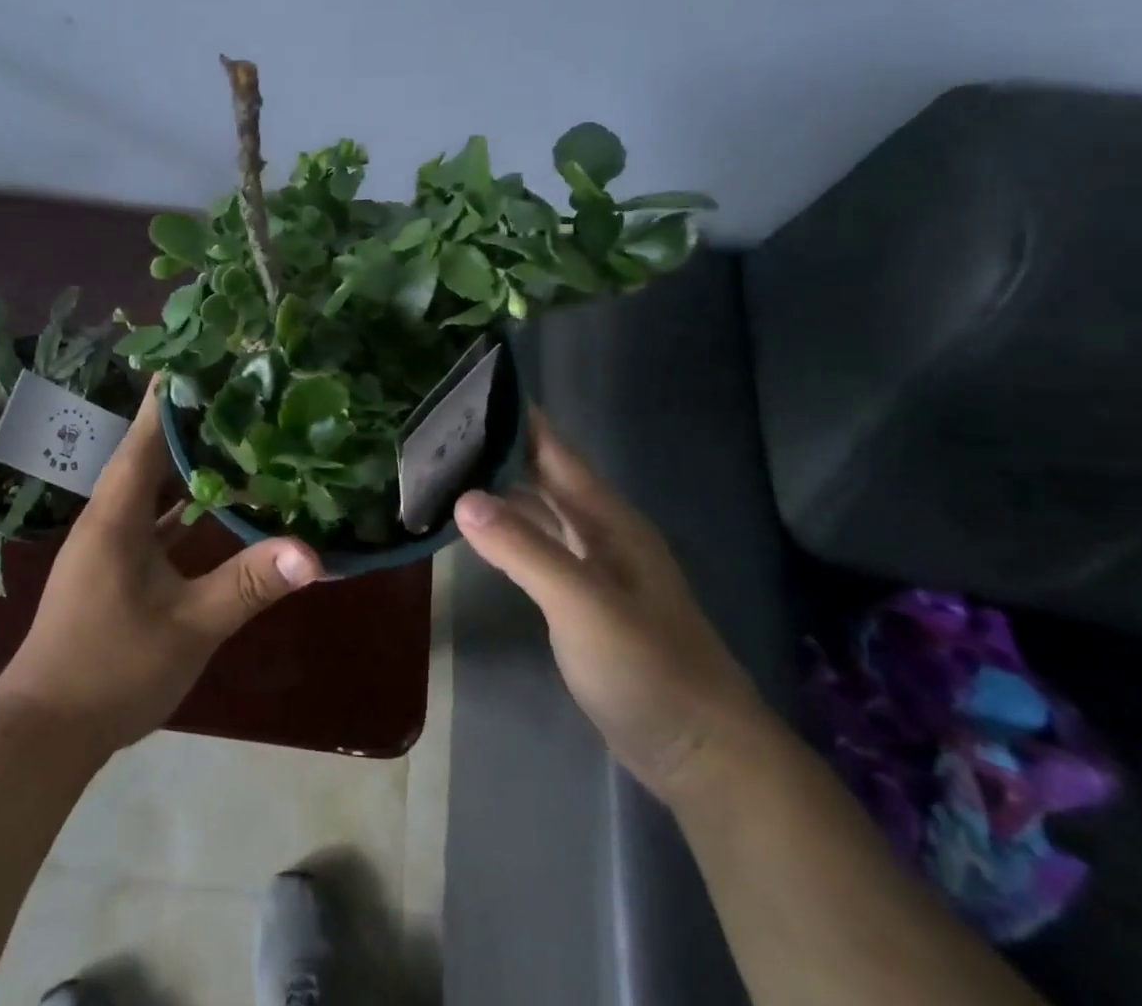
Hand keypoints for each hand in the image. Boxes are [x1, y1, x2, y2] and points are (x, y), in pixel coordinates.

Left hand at [0, 376, 324, 753]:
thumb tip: (313, 553)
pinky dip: (181, 502)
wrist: (45, 731)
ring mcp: (109, 541)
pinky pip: (151, 516)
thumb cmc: (112, 669)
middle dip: (187, 417)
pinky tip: (214, 499)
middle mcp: (108, 515)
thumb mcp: (190, 626)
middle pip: (148, 450)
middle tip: (233, 385)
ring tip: (231, 429)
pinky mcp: (114, 566)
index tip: (200, 353)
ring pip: (150, 484)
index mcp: (116, 514)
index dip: (170, 394)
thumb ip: (249, 585)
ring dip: (184, 458)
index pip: (145, 435)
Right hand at [455, 410, 770, 803]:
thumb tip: (463, 497)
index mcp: (608, 519)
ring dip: (500, 492)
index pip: (555, 451)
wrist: (702, 753)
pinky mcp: (583, 601)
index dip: (519, 418)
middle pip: (544, 477)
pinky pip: (538, 549)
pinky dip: (508, 534)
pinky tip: (478, 532)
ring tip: (447, 471)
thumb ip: (524, 549)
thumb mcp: (582, 604)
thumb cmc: (648, 667)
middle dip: (499, 450)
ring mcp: (594, 568)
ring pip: (540, 513)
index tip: (471, 388)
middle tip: (440, 430)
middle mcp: (601, 533)